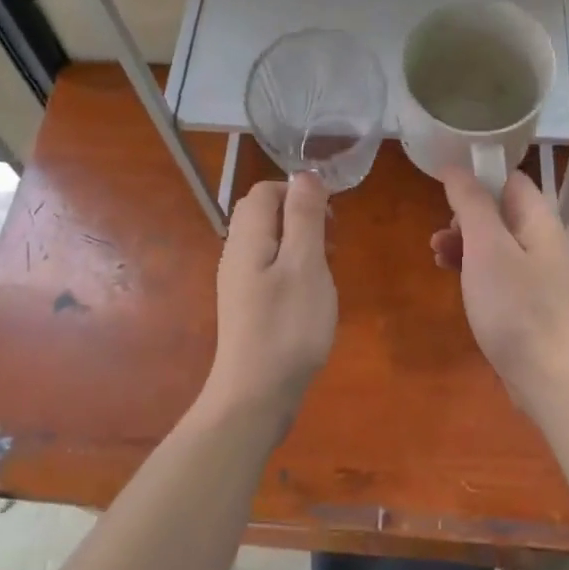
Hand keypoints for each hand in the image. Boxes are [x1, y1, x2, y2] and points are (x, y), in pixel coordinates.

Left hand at [203, 173, 336, 421]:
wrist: (255, 394)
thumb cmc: (287, 326)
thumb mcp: (305, 264)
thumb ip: (304, 217)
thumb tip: (305, 175)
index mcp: (248, 238)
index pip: (265, 191)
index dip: (298, 192)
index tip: (331, 214)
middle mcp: (236, 254)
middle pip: (264, 214)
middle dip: (301, 215)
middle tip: (332, 239)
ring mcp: (238, 282)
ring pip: (269, 242)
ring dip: (300, 242)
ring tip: (328, 265)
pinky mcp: (246, 305)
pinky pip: (269, 268)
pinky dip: (293, 267)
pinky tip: (312, 292)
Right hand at [431, 169, 568, 411]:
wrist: (544, 374)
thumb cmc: (514, 305)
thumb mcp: (486, 247)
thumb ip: (471, 203)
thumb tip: (455, 168)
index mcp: (539, 220)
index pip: (510, 179)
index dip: (478, 175)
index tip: (444, 185)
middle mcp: (541, 239)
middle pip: (499, 209)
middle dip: (465, 213)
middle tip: (443, 231)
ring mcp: (534, 270)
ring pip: (493, 239)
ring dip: (463, 240)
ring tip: (436, 253)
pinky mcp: (524, 296)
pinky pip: (494, 267)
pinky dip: (471, 264)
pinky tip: (449, 274)